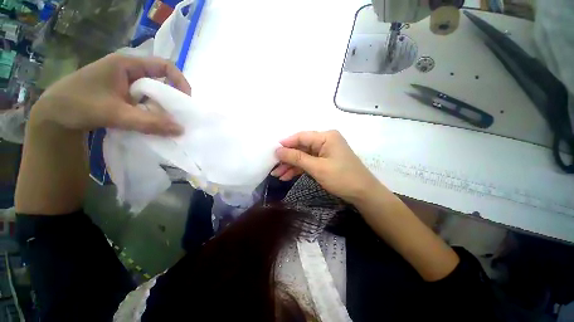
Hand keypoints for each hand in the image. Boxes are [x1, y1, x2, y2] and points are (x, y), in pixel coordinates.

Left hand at [30, 53, 190, 135]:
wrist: (53, 115)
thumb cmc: (79, 106)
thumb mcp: (115, 114)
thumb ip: (149, 123)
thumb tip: (181, 130)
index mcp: (127, 64)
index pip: (164, 66)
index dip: (180, 81)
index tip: (186, 101)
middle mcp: (129, 70)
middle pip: (161, 80)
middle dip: (172, 98)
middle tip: (178, 115)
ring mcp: (125, 82)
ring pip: (153, 92)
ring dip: (162, 106)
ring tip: (166, 121)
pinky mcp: (122, 93)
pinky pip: (145, 100)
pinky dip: (152, 110)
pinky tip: (152, 121)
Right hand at [272, 130, 383, 203]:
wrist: (363, 194)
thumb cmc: (341, 178)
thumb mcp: (317, 168)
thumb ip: (296, 158)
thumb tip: (277, 150)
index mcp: (326, 137)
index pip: (301, 137)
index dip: (286, 144)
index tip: (272, 152)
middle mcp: (325, 141)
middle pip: (301, 147)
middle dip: (287, 158)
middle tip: (273, 167)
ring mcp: (325, 151)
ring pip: (303, 156)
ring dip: (291, 165)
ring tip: (277, 175)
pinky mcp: (325, 160)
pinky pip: (309, 162)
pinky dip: (299, 169)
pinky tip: (287, 176)